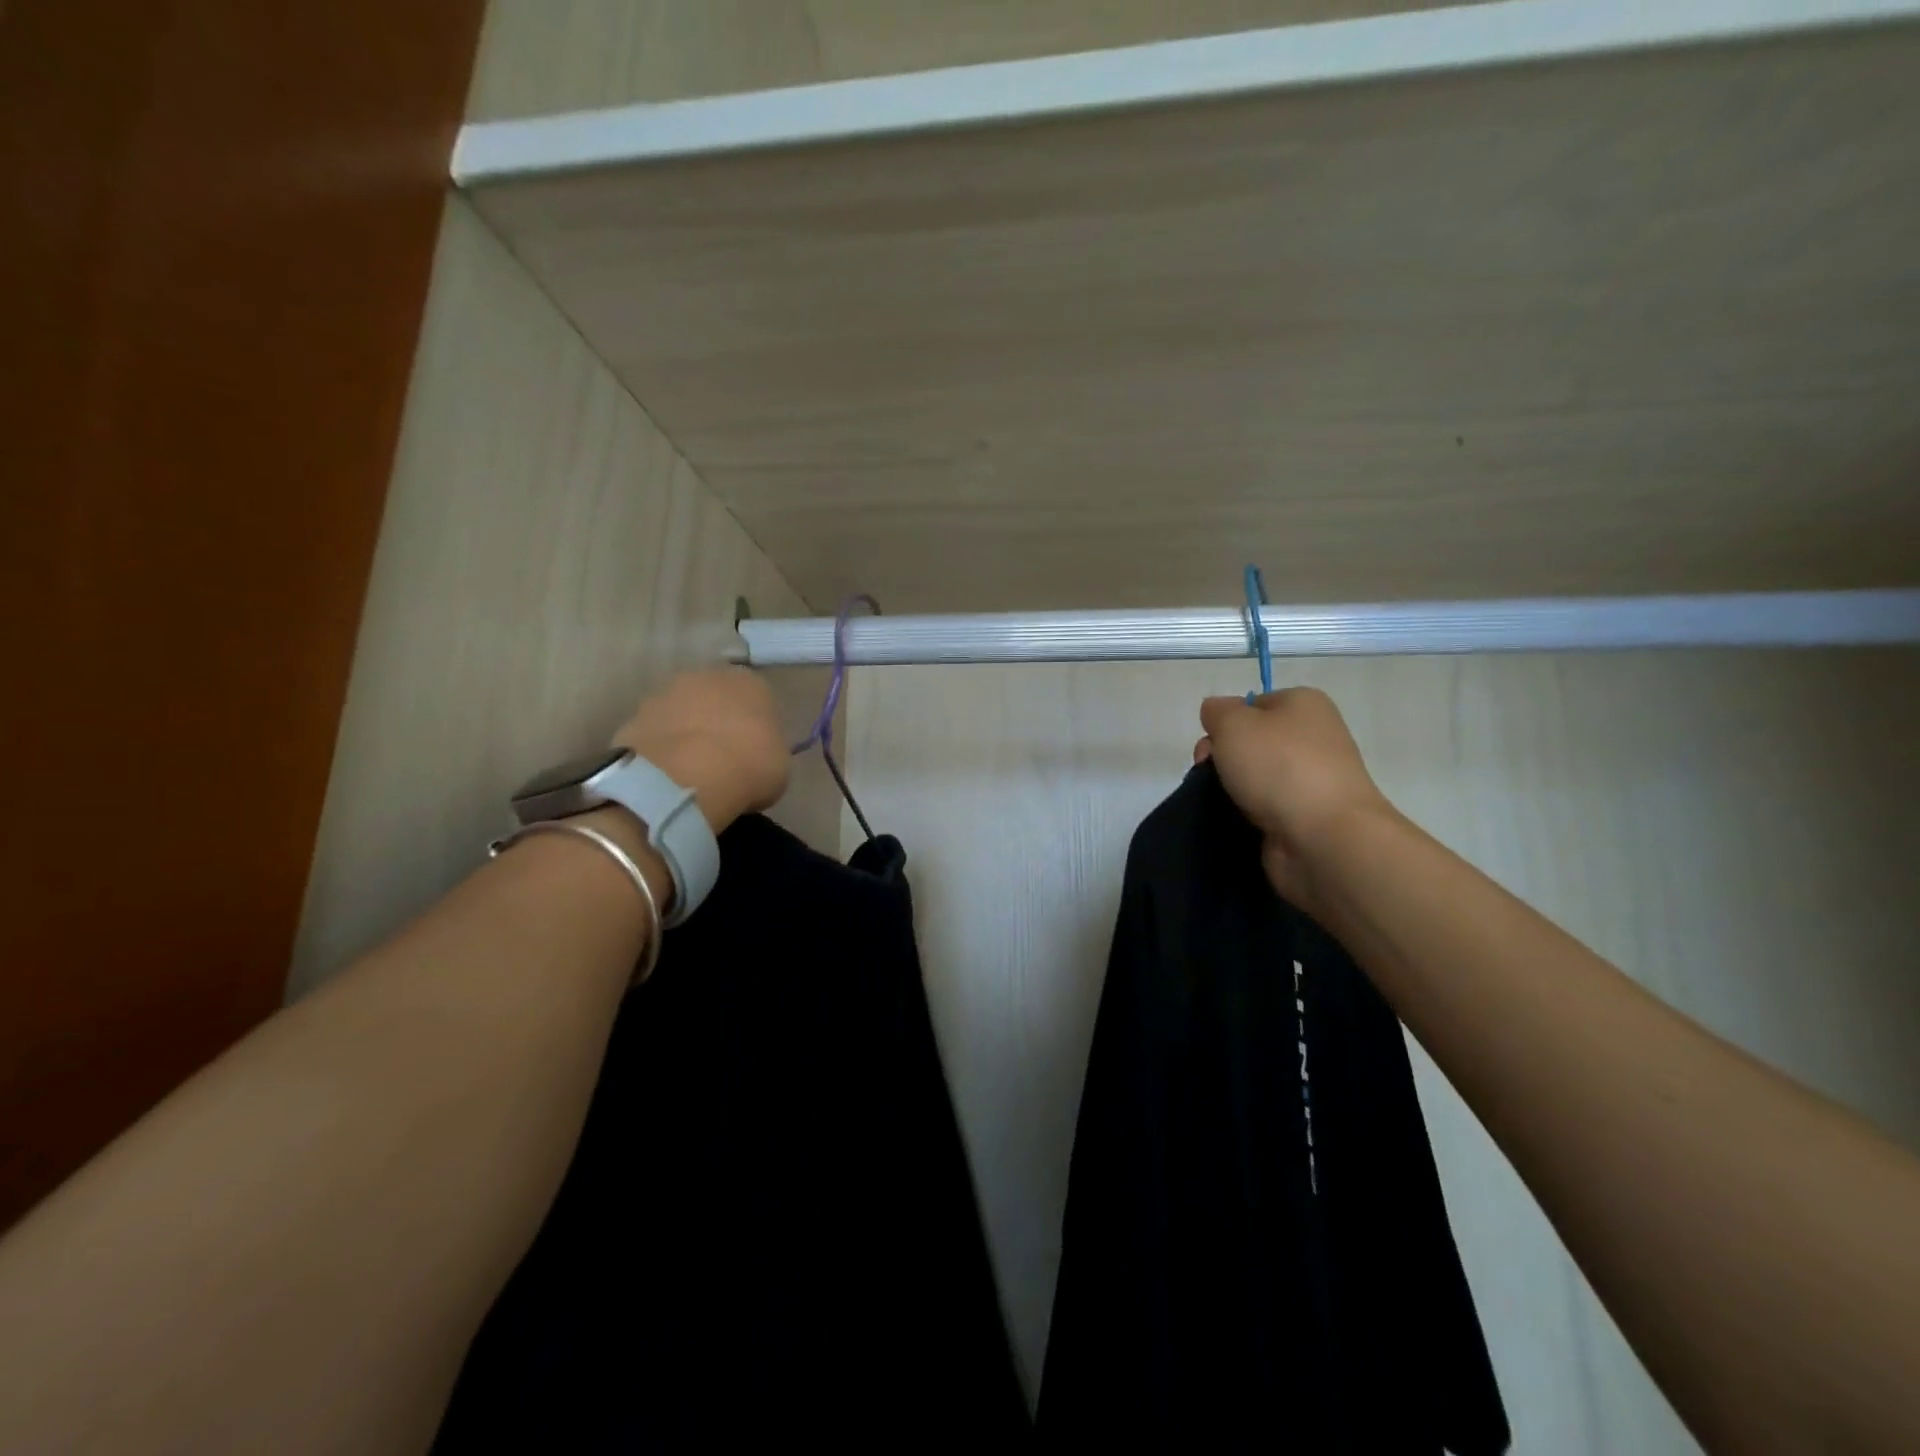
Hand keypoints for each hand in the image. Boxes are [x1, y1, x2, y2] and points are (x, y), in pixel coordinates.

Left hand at [612, 668, 790, 835]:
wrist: (684, 778)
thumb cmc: (748, 767)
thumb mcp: (779, 767)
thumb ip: (769, 752)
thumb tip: (757, 757)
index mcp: (752, 683)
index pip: (760, 700)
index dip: (758, 728)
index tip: (756, 753)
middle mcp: (708, 676)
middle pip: (717, 699)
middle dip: (719, 722)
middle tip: (724, 758)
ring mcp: (665, 692)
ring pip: (683, 712)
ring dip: (688, 733)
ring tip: (692, 770)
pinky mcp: (634, 715)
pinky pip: (657, 733)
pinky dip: (663, 749)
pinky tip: (669, 775)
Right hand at [1196, 687, 1397, 907]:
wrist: (1324, 837)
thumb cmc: (1279, 766)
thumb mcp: (1233, 722)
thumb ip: (1216, 711)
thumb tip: (1217, 715)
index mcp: (1304, 704)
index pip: (1252, 705)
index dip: (1224, 723)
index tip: (1209, 747)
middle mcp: (1314, 737)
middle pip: (1251, 742)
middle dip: (1222, 758)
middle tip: (1208, 774)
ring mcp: (1312, 780)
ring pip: (1255, 777)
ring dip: (1231, 788)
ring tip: (1220, 803)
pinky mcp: (1306, 816)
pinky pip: (1264, 808)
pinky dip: (1246, 814)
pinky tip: (1235, 821)